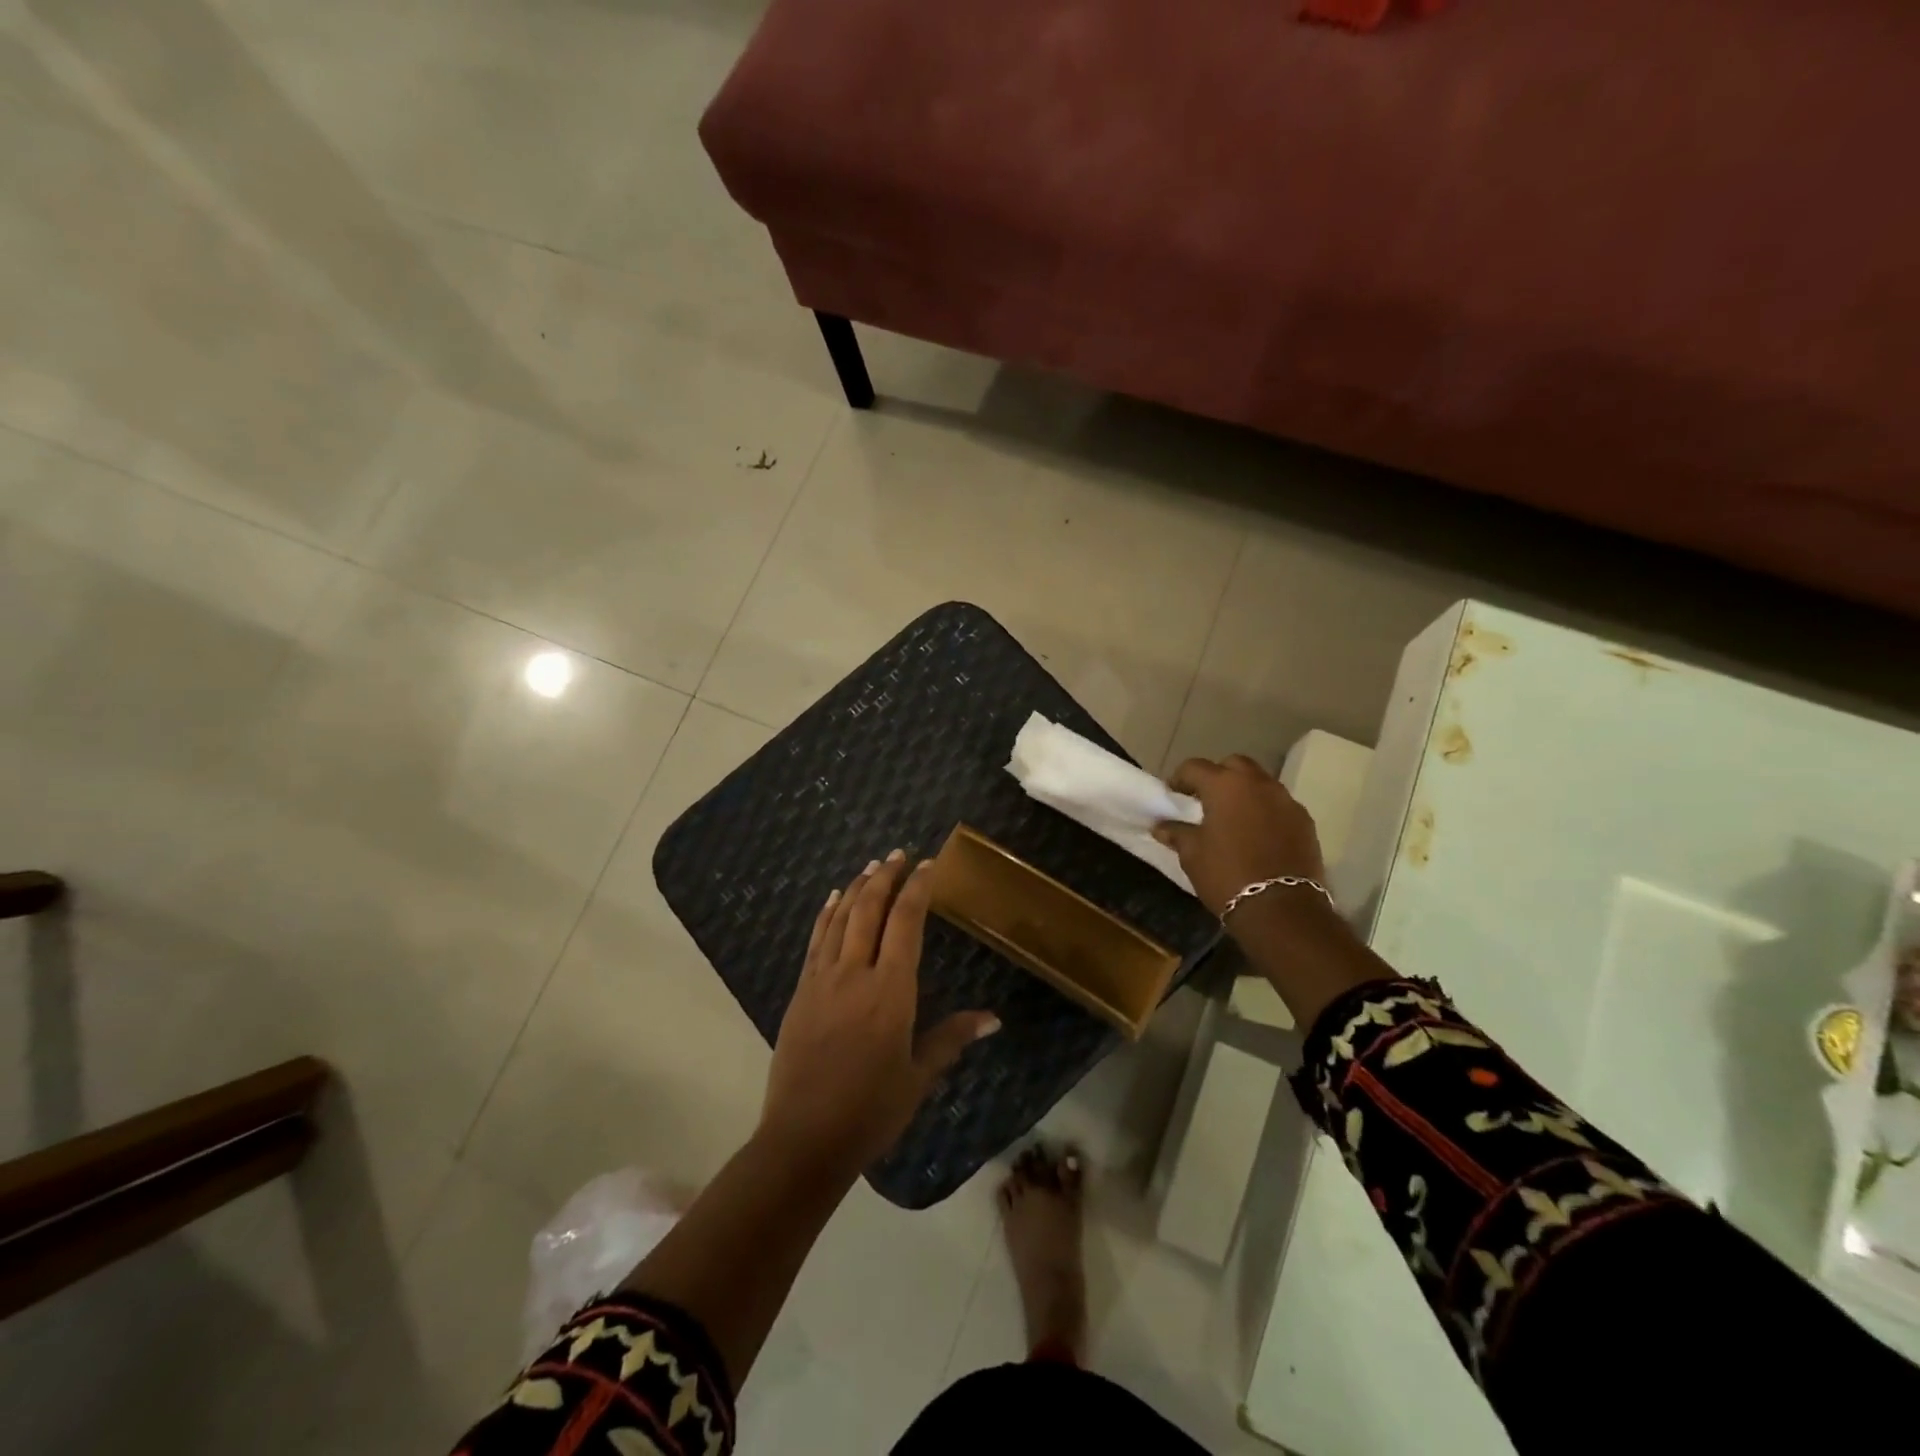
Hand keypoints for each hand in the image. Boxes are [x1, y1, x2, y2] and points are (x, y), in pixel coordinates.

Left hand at [761, 852, 999, 1175]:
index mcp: (891, 991)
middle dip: (886, 876)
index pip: (906, 923)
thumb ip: (952, 1038)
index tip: (927, 864)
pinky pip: (816, 940)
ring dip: (857, 888)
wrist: (804, 1137)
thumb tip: (993, 1019)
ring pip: (840, 918)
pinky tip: (833, 900)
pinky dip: (827, 914)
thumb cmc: (871, 1110)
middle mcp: (855, 974)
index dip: (917, 888)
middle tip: (899, 854)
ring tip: (871, 866)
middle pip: (870, 910)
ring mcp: (822, 980)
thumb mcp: (919, 1076)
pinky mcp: (801, 991)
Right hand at [1152, 755, 1327, 917]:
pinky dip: (1266, 810)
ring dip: (1244, 792)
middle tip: (1206, 800)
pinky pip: (1279, 805)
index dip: (1180, 778)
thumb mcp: (1193, 855)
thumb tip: (1161, 826)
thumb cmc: (1227, 874)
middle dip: (1218, 776)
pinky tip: (1258, 834)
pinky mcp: (1305, 821)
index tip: (1173, 795)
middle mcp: (1258, 783)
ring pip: (1260, 782)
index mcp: (1225, 785)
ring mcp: (1286, 800)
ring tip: (1233, 817)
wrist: (1281, 908)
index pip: (1194, 767)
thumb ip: (1177, 833)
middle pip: (1234, 765)